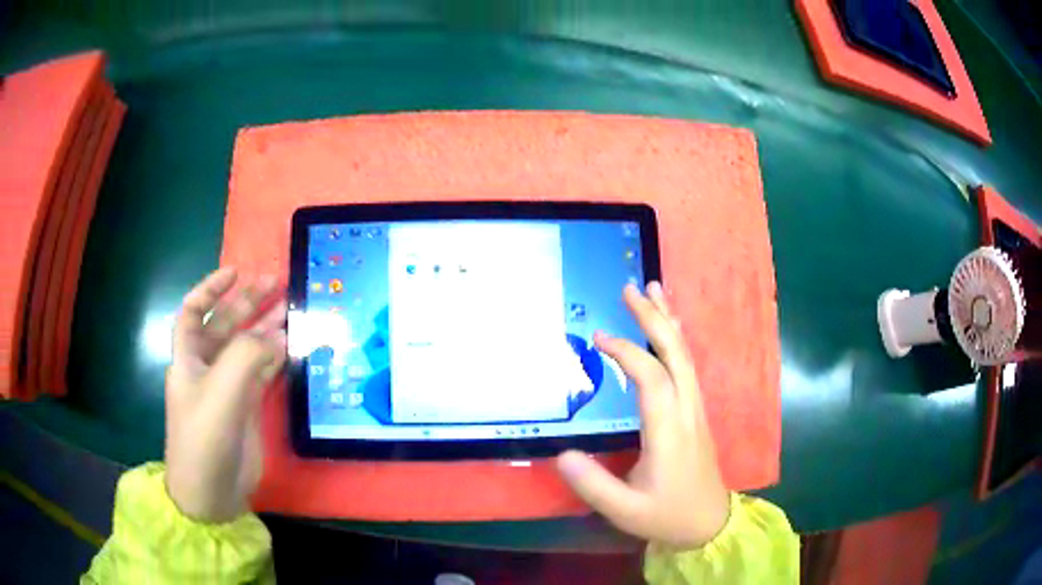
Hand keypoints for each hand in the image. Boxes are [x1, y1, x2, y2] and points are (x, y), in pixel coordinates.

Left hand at [165, 268, 286, 522]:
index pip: (192, 312)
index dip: (210, 289)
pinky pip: (261, 374)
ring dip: (266, 328)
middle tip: (277, 282)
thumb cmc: (204, 441)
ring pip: (247, 348)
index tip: (235, 272)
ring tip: (292, 308)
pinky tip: (291, 346)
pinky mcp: (245, 409)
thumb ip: (246, 357)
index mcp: (188, 360)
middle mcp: (206, 369)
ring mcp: (227, 390)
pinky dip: (275, 358)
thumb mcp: (221, 395)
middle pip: (224, 325)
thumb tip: (276, 334)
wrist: (212, 495)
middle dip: (247, 302)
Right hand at [556, 282, 729, 548]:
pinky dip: (675, 340)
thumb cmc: (668, 515)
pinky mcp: (696, 412)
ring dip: (667, 321)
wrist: (709, 522)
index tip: (597, 338)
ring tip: (653, 290)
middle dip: (653, 318)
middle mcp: (687, 411)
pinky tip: (668, 328)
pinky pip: (687, 366)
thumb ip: (593, 485)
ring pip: (685, 355)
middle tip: (631, 288)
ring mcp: (696, 409)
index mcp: (670, 432)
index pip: (652, 379)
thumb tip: (562, 453)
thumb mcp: (625, 511)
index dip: (627, 353)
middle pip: (675, 354)